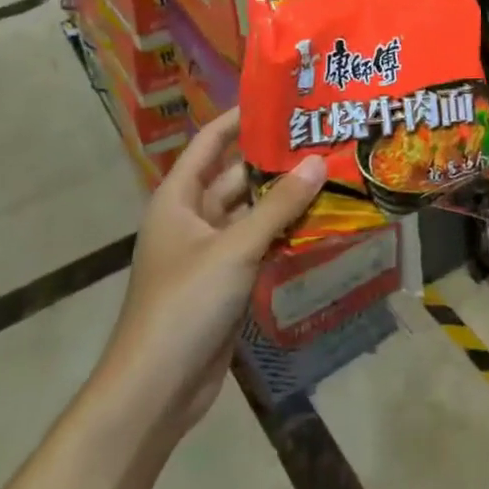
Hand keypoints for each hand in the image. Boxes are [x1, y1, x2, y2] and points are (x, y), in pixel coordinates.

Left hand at [89, 109, 325, 444]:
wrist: (156, 391)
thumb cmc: (184, 304)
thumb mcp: (234, 248)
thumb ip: (279, 206)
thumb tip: (318, 161)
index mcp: (178, 198)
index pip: (211, 141)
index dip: (241, 117)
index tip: (282, 98)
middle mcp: (193, 217)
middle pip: (237, 175)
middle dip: (276, 159)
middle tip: (322, 136)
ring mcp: (211, 250)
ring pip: (253, 211)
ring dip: (286, 197)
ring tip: (333, 170)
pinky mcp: (228, 279)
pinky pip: (261, 242)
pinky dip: (286, 230)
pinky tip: (323, 218)